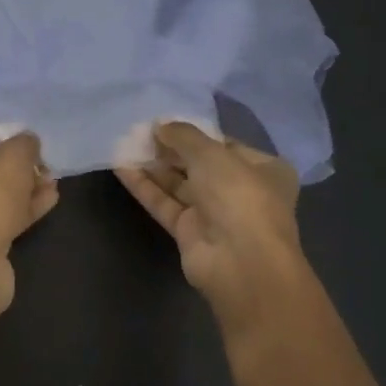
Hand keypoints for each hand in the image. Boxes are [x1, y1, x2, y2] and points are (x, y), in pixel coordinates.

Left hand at [0, 129, 58, 311]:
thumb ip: (24, 144)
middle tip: (47, 163)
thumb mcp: (11, 159)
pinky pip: (7, 217)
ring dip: (28, 186)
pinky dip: (27, 207)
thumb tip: (29, 143)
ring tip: (54, 179)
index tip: (34, 141)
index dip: (7, 136)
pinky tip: (51, 198)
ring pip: (1, 194)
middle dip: (21, 164)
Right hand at [116, 122, 308, 336]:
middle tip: (139, 133)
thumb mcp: (212, 154)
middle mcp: (241, 191)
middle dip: (170, 150)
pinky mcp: (190, 233)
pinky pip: (166, 204)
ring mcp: (215, 214)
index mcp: (263, 169)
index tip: (164, 123)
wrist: (240, 262)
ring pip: (180, 185)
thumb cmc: (239, 196)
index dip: (195, 133)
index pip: (225, 144)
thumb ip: (183, 136)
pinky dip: (146, 188)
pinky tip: (122, 169)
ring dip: (154, 167)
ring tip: (124, 145)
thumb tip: (159, 126)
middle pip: (200, 165)